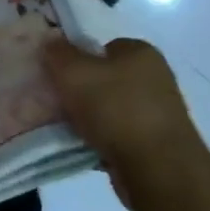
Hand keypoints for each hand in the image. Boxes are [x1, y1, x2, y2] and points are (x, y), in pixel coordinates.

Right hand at [45, 37, 209, 210]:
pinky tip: (85, 149)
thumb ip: (58, 53)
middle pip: (106, 79)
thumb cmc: (116, 109)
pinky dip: (102, 142)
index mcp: (141, 52)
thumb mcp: (74, 72)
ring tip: (68, 130)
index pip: (104, 47)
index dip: (79, 59)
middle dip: (82, 91)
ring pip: (111, 110)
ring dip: (90, 119)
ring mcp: (159, 113)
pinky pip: (119, 136)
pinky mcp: (157, 145)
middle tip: (59, 103)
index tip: (60, 76)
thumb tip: (50, 42)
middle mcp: (155, 78)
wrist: (157, 169)